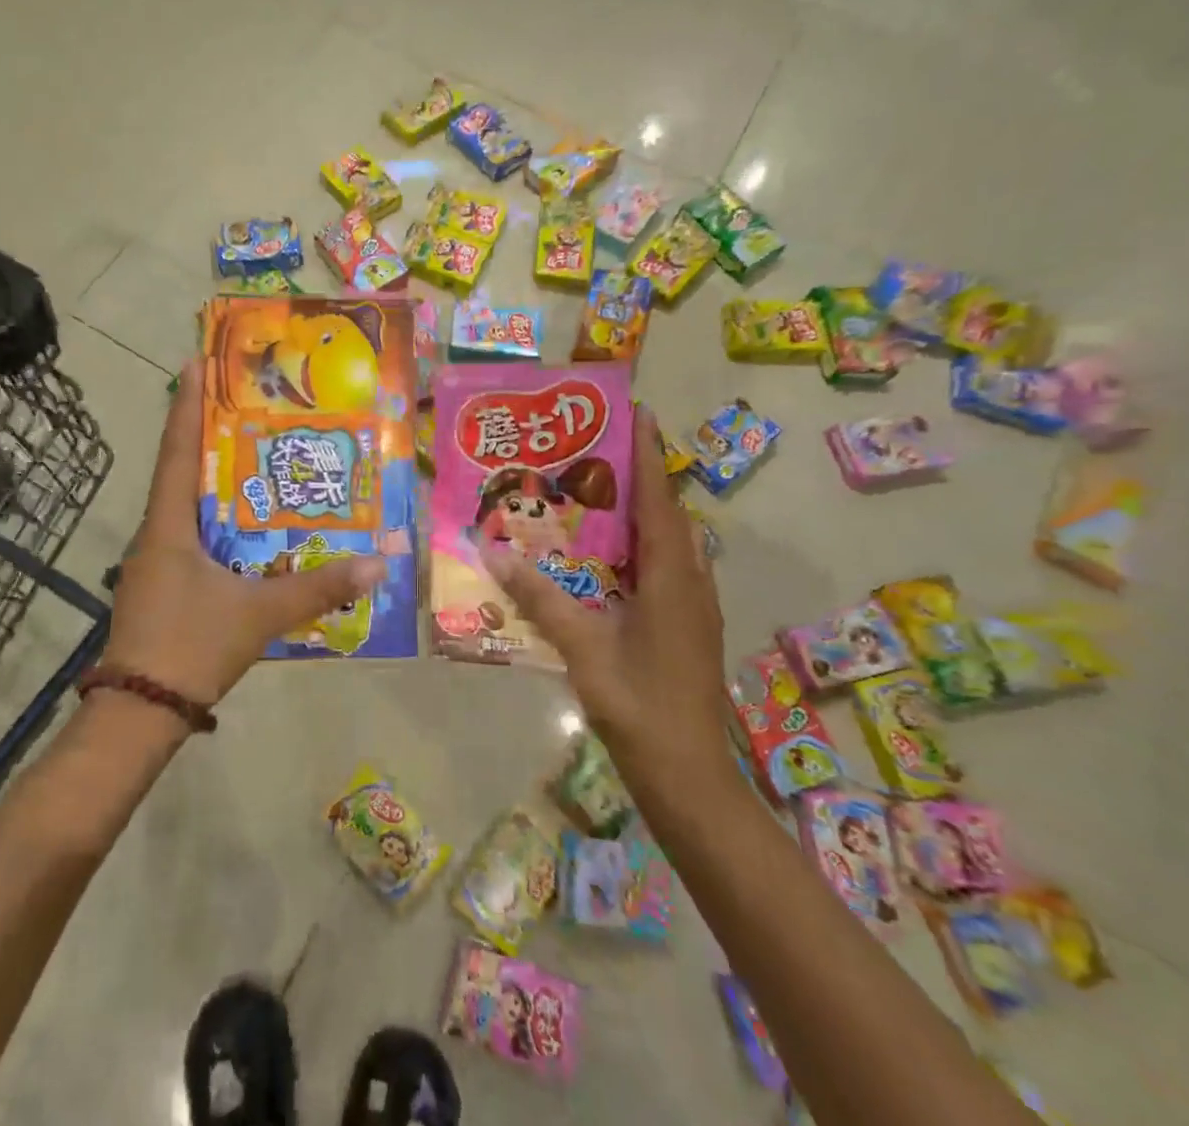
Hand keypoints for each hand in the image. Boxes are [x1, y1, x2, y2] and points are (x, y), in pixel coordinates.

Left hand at [104, 360, 385, 706]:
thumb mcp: (259, 614)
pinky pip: (192, 539)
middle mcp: (156, 534)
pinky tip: (248, 532)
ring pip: (188, 509)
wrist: (140, 714)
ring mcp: (155, 563)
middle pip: (182, 472)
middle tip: (248, 408)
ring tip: (256, 462)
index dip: (185, 405)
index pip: (176, 450)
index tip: (193, 362)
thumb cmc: (191, 646)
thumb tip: (375, 564)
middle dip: (209, 438)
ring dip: (216, 484)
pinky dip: (219, 524)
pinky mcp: (161, 587)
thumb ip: (317, 588)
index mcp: (169, 525)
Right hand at [479, 407, 728, 777]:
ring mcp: (694, 606)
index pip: (658, 500)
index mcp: (671, 578)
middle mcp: (690, 581)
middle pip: (668, 514)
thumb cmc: (639, 705)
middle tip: (596, 451)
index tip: (637, 412)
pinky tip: (607, 558)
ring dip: (643, 512)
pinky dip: (642, 546)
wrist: (689, 776)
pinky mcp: (690, 626)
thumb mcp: (582, 648)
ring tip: (597, 495)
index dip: (647, 454)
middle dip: (640, 477)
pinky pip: (667, 567)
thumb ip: (539, 597)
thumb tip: (494, 551)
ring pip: (671, 542)